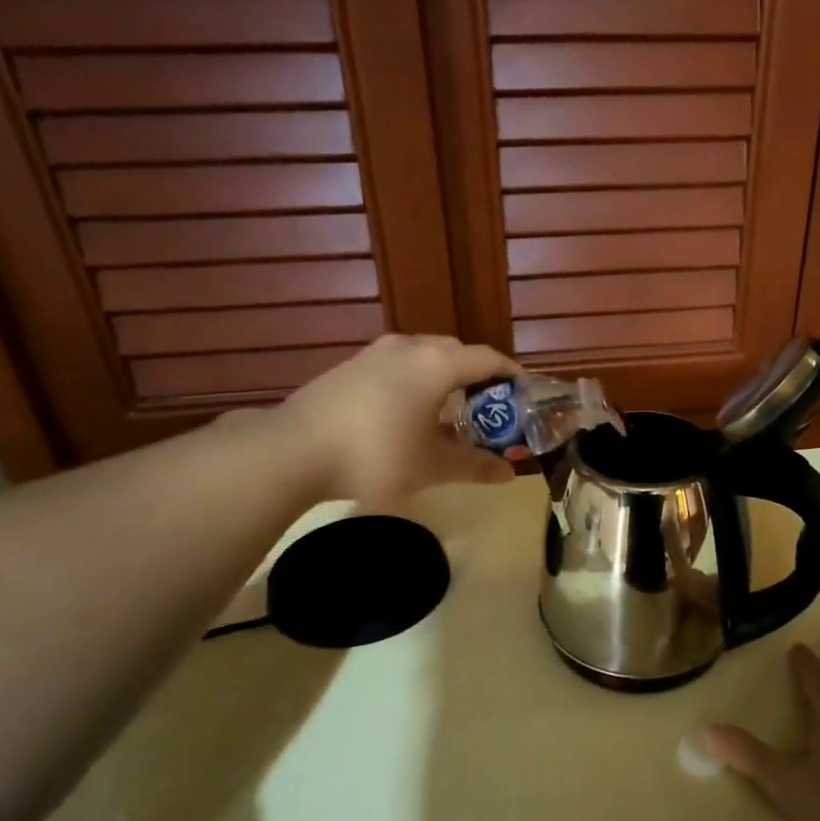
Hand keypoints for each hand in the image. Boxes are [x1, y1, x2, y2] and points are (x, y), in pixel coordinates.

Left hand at [271, 335, 519, 508]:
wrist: (294, 450)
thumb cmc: (376, 456)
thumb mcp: (432, 467)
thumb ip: (475, 466)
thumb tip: (509, 473)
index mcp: (437, 364)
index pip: (489, 359)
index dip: (513, 377)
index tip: (525, 398)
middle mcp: (409, 346)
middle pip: (457, 353)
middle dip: (480, 377)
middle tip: (490, 410)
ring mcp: (375, 352)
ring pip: (425, 356)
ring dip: (446, 378)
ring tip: (450, 411)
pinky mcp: (351, 365)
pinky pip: (398, 364)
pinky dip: (416, 381)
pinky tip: (408, 413)